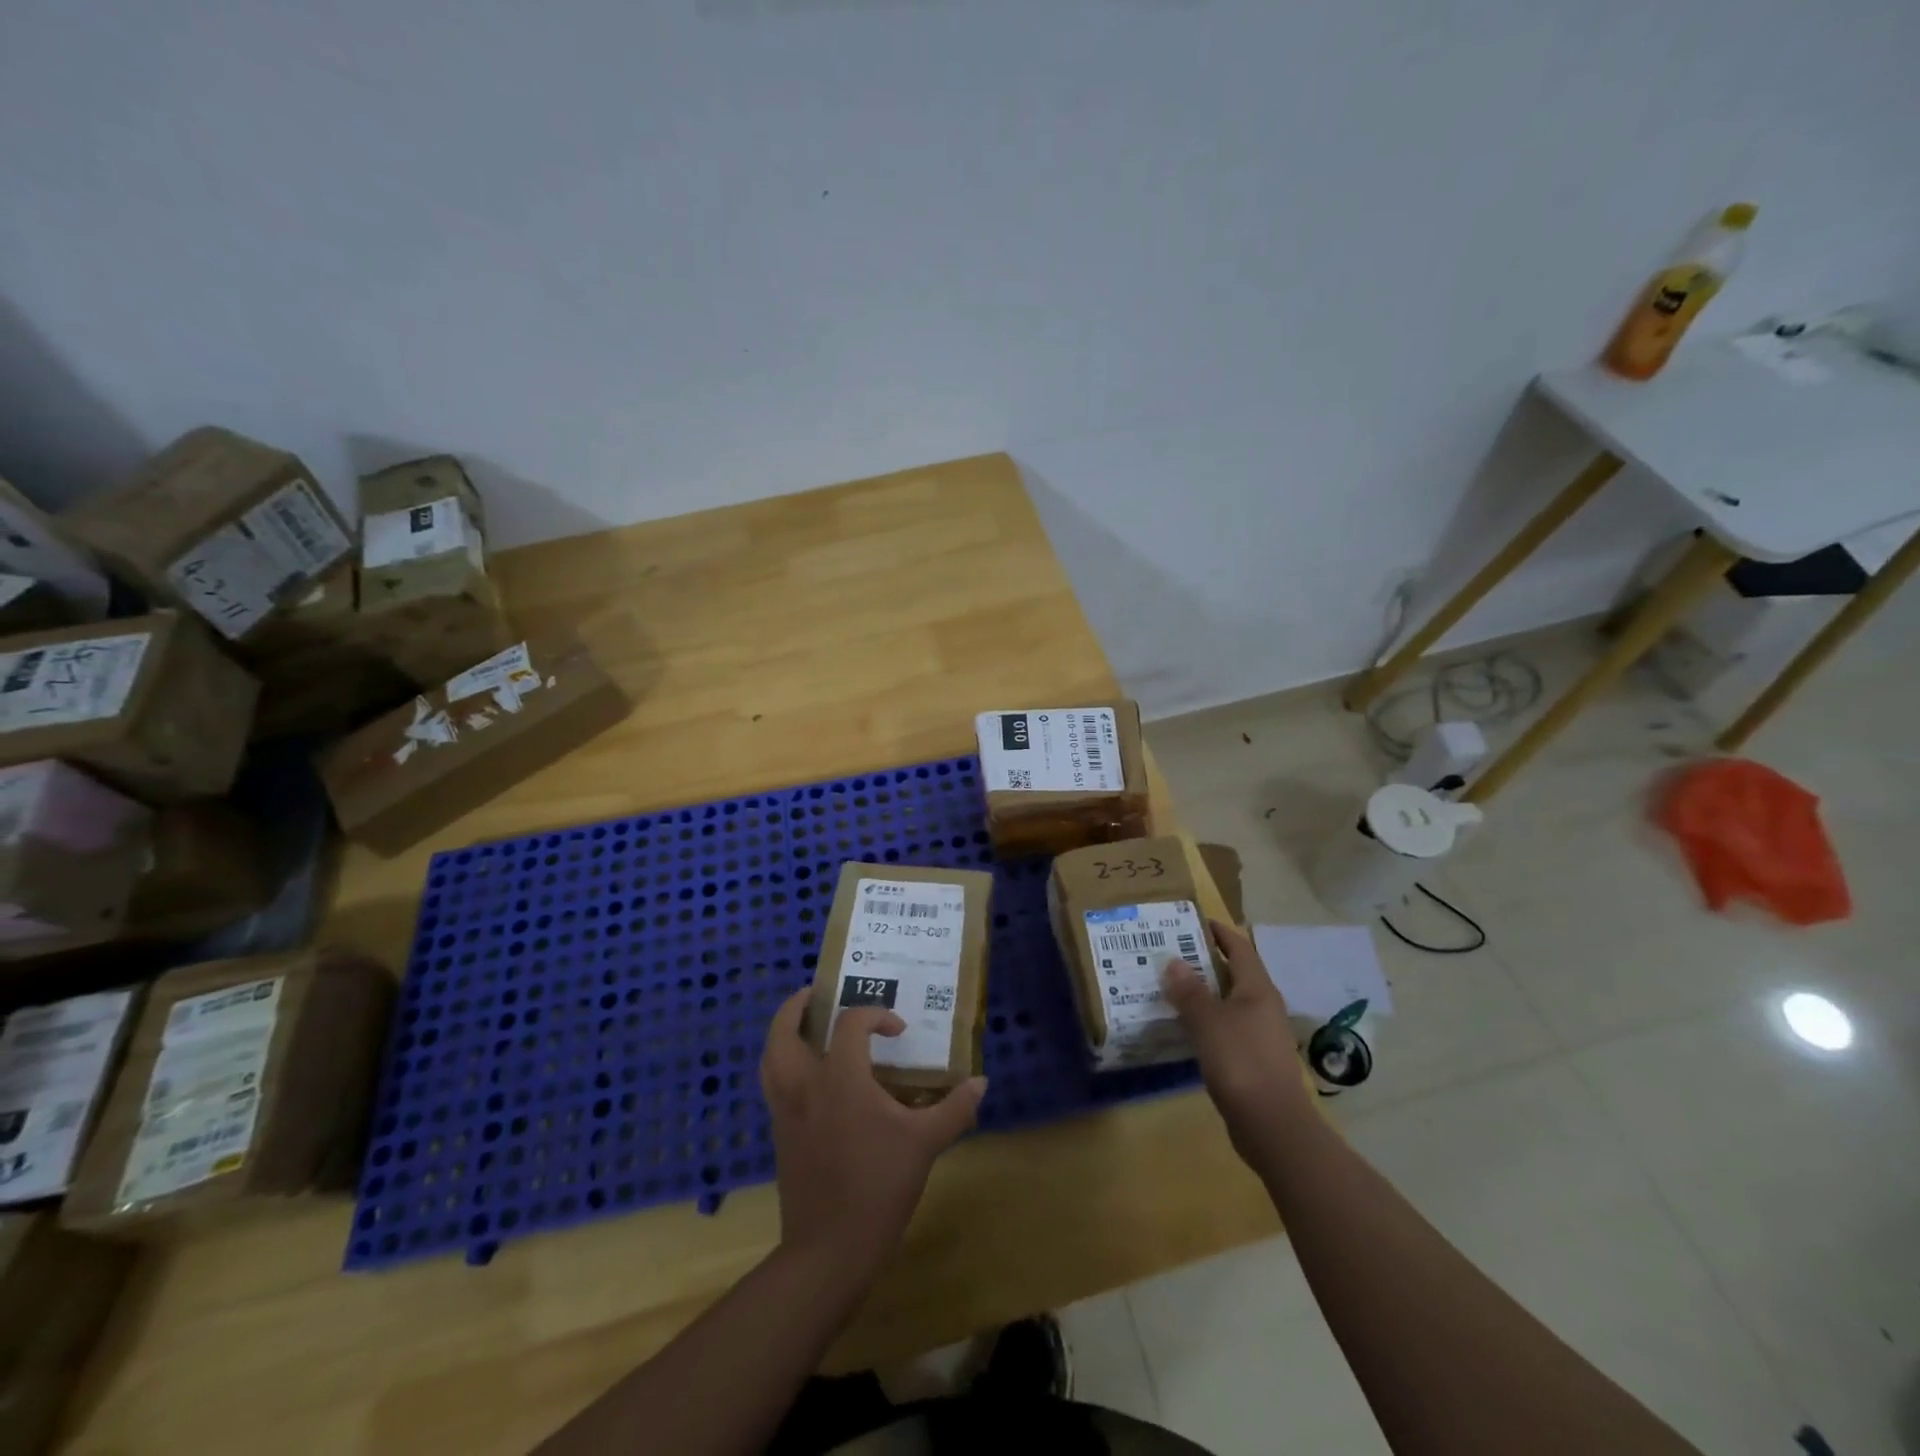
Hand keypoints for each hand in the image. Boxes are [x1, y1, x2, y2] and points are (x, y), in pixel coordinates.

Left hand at [759, 988, 986, 1289]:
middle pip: (784, 1031)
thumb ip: (954, 1109)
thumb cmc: (879, 1186)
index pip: (850, 1024)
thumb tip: (981, 1082)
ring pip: (769, 1057)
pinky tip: (806, 1076)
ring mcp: (786, 1110)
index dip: (874, 1016)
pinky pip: (772, 1084)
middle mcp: (805, 1085)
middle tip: (816, 995)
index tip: (897, 1031)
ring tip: (803, 1027)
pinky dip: (782, 1065)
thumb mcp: (925, 1144)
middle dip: (796, 1007)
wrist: (830, 1249)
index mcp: (840, 1078)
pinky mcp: (779, 1134)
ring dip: (782, 1034)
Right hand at [1162, 920, 1312, 1162]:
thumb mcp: (1207, 1021)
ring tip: (1174, 989)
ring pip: (1232, 1002)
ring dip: (1206, 993)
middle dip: (1207, 961)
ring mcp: (1263, 1035)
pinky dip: (1209, 1020)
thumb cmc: (1240, 1061)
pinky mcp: (1256, 1060)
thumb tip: (1174, 961)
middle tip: (1173, 955)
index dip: (1219, 932)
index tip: (1193, 921)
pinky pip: (1230, 1028)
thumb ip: (1189, 990)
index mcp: (1257, 989)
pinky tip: (1188, 1028)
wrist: (1272, 1125)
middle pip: (1236, 973)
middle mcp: (1264, 1006)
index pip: (1239, 947)